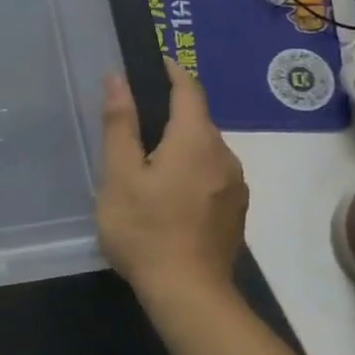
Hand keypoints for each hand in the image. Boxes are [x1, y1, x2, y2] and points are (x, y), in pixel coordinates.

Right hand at [96, 62, 248, 300]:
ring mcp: (235, 186)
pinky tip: (170, 194)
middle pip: (198, 121)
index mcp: (195, 140)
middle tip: (136, 122)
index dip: (172, 71)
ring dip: (182, 145)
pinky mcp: (236, 211)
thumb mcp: (119, 175)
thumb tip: (118, 78)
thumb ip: (120, 124)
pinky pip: (213, 175)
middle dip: (171, 113)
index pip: (189, 89)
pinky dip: (192, 170)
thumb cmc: (145, 229)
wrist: (189, 293)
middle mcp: (224, 155)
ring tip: (149, 162)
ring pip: (206, 150)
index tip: (155, 62)